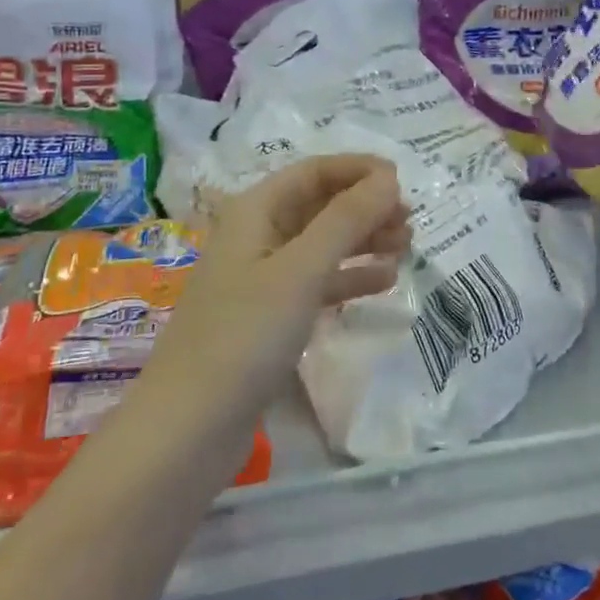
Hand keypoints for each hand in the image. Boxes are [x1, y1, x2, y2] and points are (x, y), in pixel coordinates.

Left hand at [141, 155, 411, 424]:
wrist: (189, 429)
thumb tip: (388, 177)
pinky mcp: (270, 318)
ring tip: (406, 247)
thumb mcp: (301, 270)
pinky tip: (385, 281)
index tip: (402, 181)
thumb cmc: (244, 336)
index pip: (313, 172)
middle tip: (410, 221)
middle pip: (319, 206)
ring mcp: (262, 279)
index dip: (357, 170)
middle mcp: (257, 237)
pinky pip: (317, 283)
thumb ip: (346, 220)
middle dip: (365, 206)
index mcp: (255, 212)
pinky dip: (349, 277)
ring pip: (322, 244)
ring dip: (363, 240)